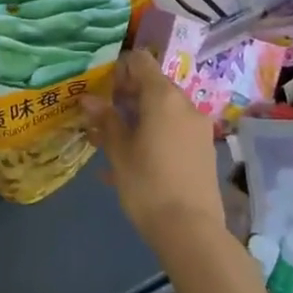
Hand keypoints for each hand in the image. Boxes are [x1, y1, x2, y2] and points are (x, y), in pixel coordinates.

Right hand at [82, 50, 226, 256]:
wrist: (191, 231)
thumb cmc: (147, 184)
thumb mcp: (119, 151)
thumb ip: (106, 120)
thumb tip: (88, 98)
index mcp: (163, 97)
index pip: (141, 61)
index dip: (119, 69)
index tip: (102, 91)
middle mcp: (185, 105)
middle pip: (153, 86)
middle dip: (126, 97)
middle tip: (101, 119)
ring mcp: (198, 128)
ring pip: (162, 111)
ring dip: (137, 119)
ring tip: (111, 144)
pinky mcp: (203, 149)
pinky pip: (173, 131)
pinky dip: (153, 135)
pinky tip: (131, 163)